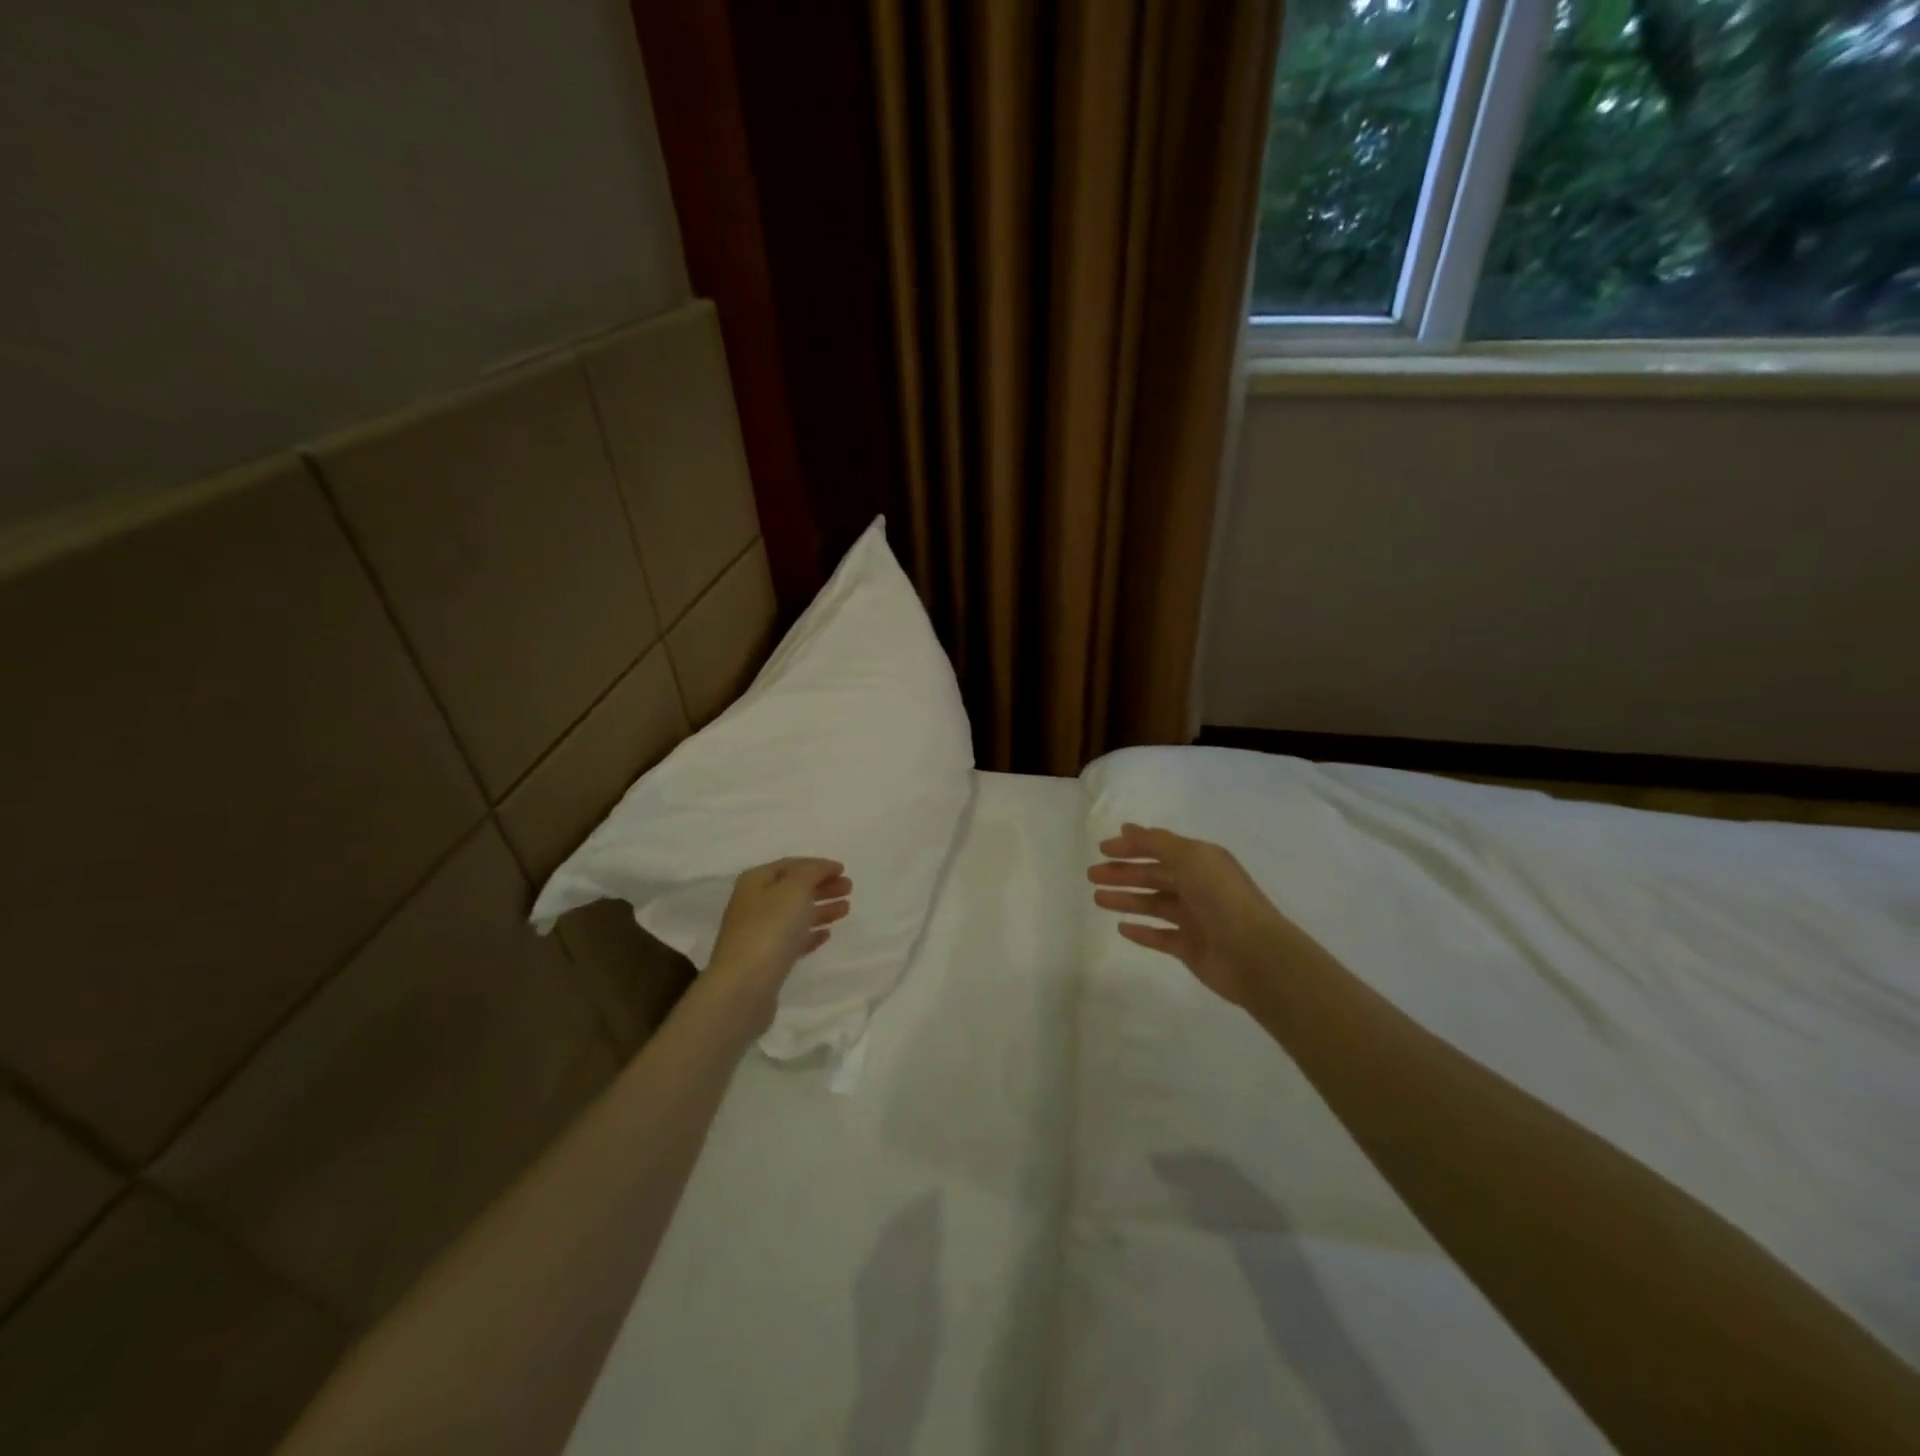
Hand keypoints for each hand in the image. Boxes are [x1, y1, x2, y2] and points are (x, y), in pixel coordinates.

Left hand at [707, 858, 851, 1027]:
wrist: (744, 986)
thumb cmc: (770, 929)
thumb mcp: (793, 889)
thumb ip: (811, 872)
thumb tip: (822, 867)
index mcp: (756, 881)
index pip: (791, 865)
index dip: (818, 865)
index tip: (843, 870)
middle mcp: (754, 904)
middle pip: (793, 889)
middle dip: (822, 886)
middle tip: (849, 889)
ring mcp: (759, 933)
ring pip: (795, 915)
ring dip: (821, 909)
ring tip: (845, 909)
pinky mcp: (766, 960)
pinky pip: (792, 940)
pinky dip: (810, 934)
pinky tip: (826, 935)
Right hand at [1088, 824, 1286, 1011]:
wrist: (1254, 955)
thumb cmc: (1221, 898)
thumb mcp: (1189, 858)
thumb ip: (1156, 843)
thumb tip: (1127, 828)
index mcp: (1202, 861)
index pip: (1160, 848)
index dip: (1131, 846)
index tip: (1102, 848)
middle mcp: (1198, 886)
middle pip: (1153, 876)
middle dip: (1122, 873)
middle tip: (1091, 874)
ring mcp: (1195, 918)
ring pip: (1153, 904)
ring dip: (1126, 899)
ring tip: (1097, 898)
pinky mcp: (1191, 948)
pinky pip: (1160, 936)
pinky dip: (1141, 931)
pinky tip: (1121, 928)